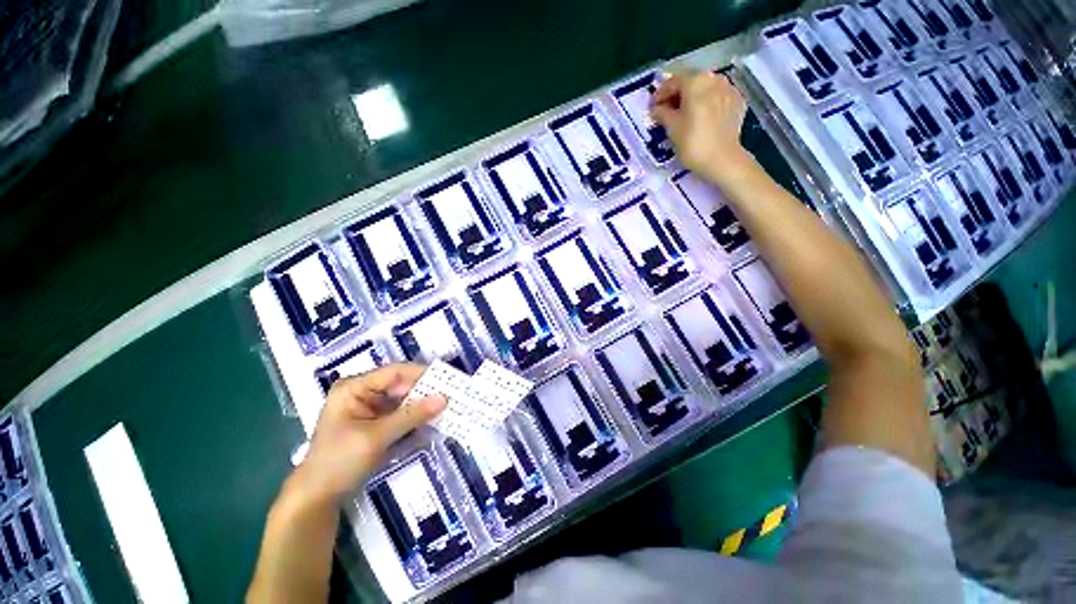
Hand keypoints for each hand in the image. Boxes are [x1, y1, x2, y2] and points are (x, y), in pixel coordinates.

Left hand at [294, 363, 445, 503]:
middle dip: (425, 390)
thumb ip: (411, 415)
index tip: (446, 379)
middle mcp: (363, 392)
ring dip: (423, 403)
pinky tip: (433, 418)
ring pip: (404, 399)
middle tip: (451, 393)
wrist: (317, 499)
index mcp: (354, 388)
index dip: (421, 373)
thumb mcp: (376, 437)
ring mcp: (370, 408)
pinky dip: (416, 416)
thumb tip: (444, 398)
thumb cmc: (339, 462)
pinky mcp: (376, 422)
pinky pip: (401, 413)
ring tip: (448, 405)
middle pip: (400, 384)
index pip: (394, 372)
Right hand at [650, 71, 754, 185]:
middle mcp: (714, 78)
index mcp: (695, 81)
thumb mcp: (671, 128)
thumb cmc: (692, 142)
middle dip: (677, 95)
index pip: (673, 82)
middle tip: (667, 111)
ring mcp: (729, 89)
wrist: (722, 159)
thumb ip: (662, 113)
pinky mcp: (737, 101)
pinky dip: (707, 104)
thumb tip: (656, 108)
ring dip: (693, 99)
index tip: (653, 107)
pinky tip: (701, 118)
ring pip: (705, 89)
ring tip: (684, 115)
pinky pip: (717, 98)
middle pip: (691, 83)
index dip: (660, 94)